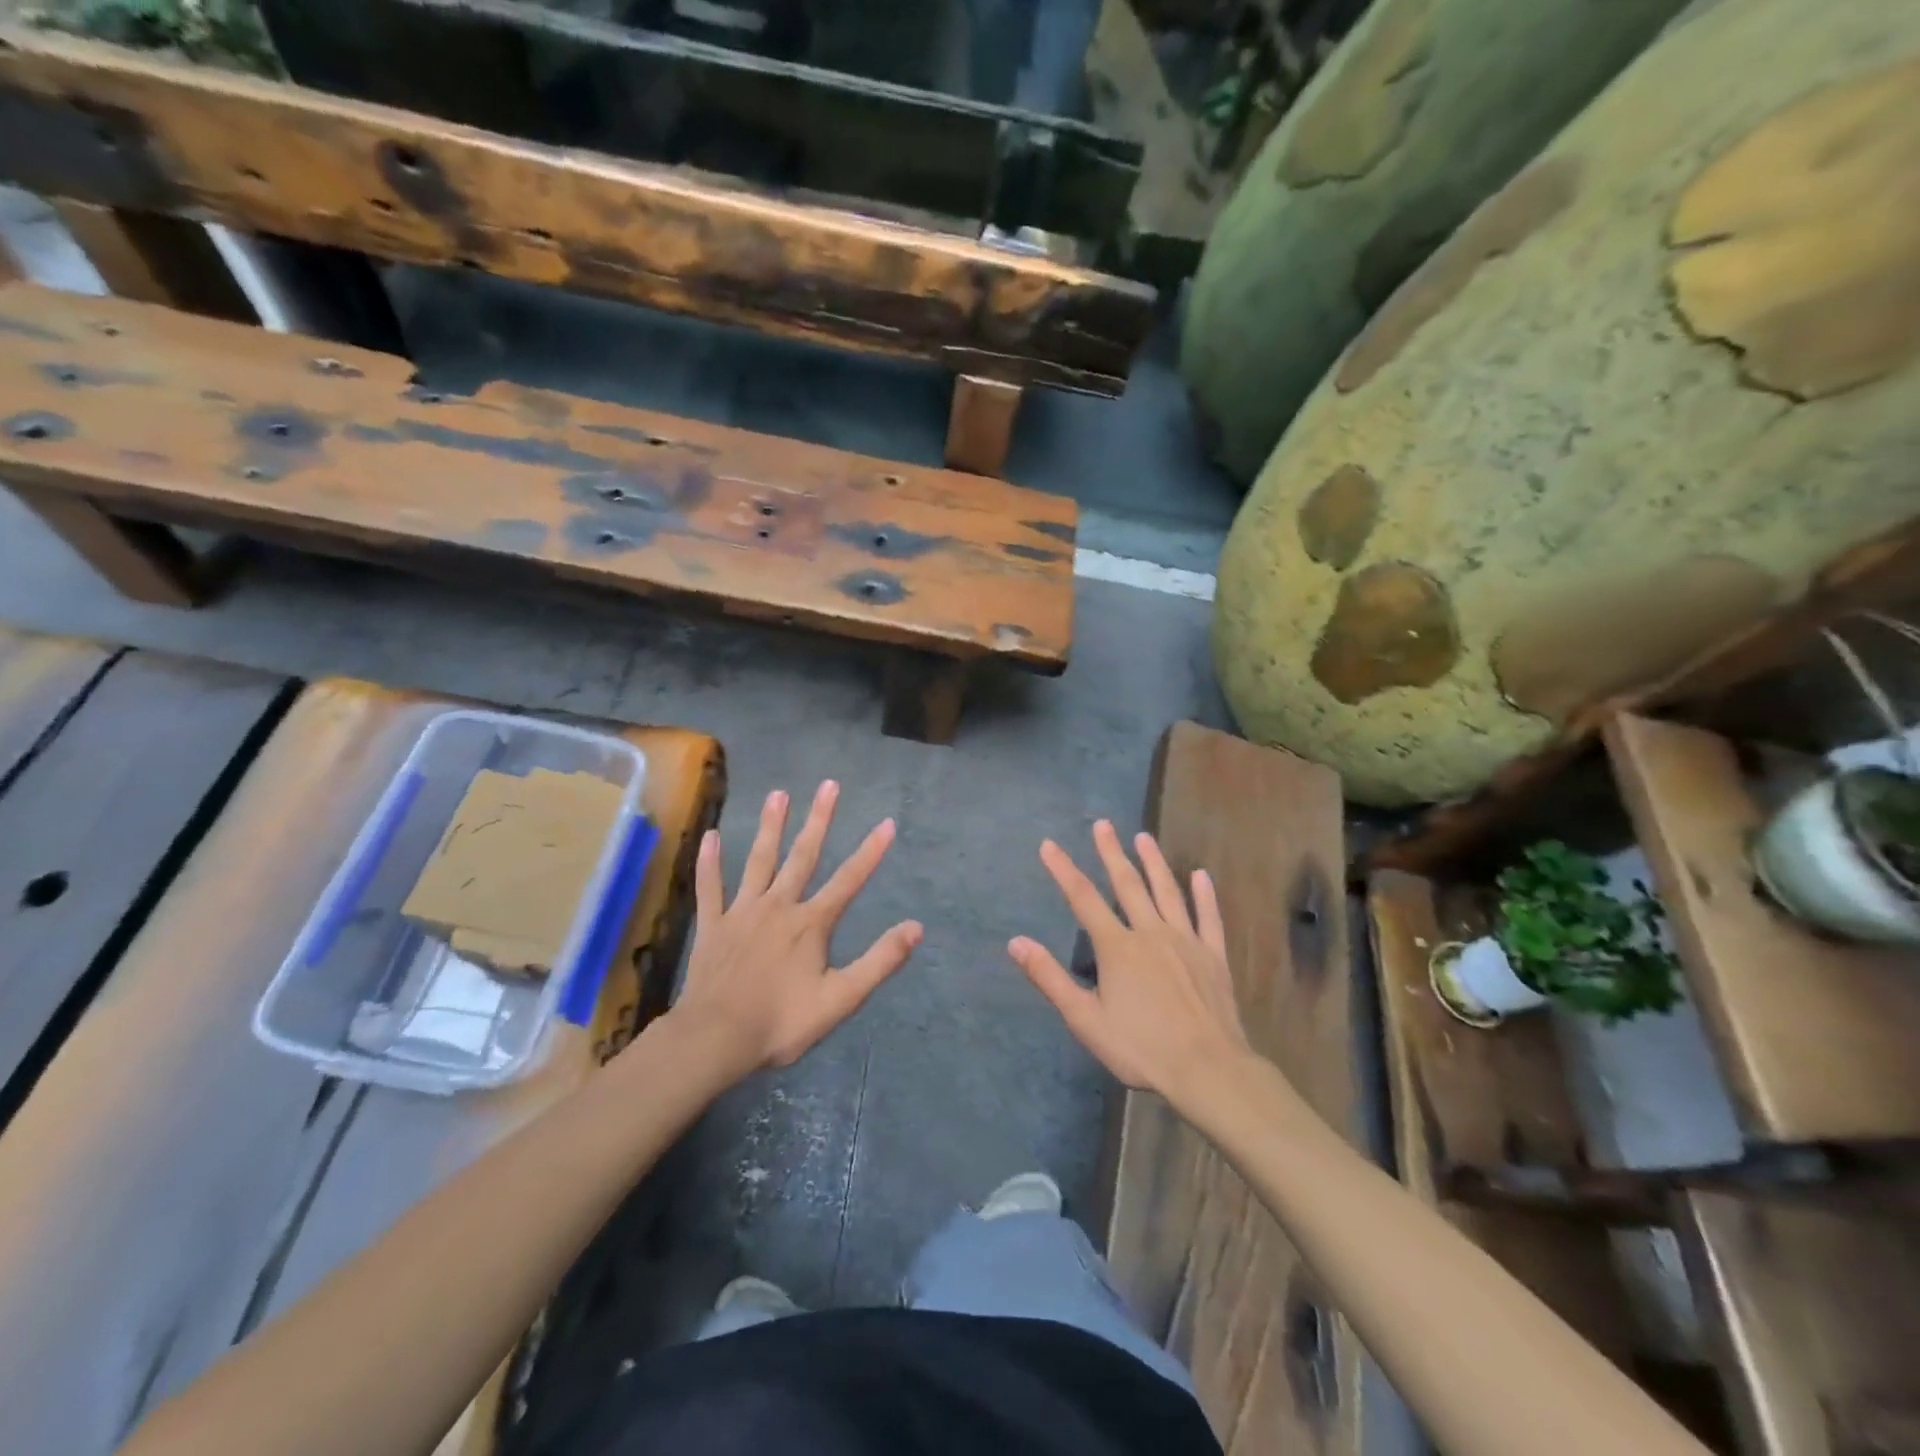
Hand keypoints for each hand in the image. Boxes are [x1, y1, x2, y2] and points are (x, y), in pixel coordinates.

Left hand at [668, 781, 921, 1078]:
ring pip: (759, 861)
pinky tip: (710, 837)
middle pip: (803, 855)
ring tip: (778, 794)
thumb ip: (879, 961)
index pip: (849, 880)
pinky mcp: (713, 926)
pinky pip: (711, 888)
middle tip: (829, 785)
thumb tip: (916, 928)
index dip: (871, 852)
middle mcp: (779, 906)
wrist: (715, 1039)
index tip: (887, 823)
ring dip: (770, 827)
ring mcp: (742, 912)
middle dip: (819, 819)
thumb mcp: (841, 998)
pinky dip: (710, 863)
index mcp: (811, 923)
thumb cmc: (781, 1022)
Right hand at [1009, 821, 1250, 1104]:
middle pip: (1127, 884)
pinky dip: (1204, 896)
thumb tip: (1016, 942)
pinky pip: (1208, 918)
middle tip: (1103, 824)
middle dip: (1111, 853)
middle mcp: (1150, 933)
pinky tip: (1202, 876)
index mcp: (1117, 947)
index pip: (1083, 899)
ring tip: (1143, 837)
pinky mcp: (1212, 956)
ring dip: (1154, 862)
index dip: (1063, 870)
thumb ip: (1050, 978)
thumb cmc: (1140, 1048)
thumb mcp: (1085, 1019)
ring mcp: (1186, 941)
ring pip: (1167, 892)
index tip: (1049, 845)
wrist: (1207, 1069)